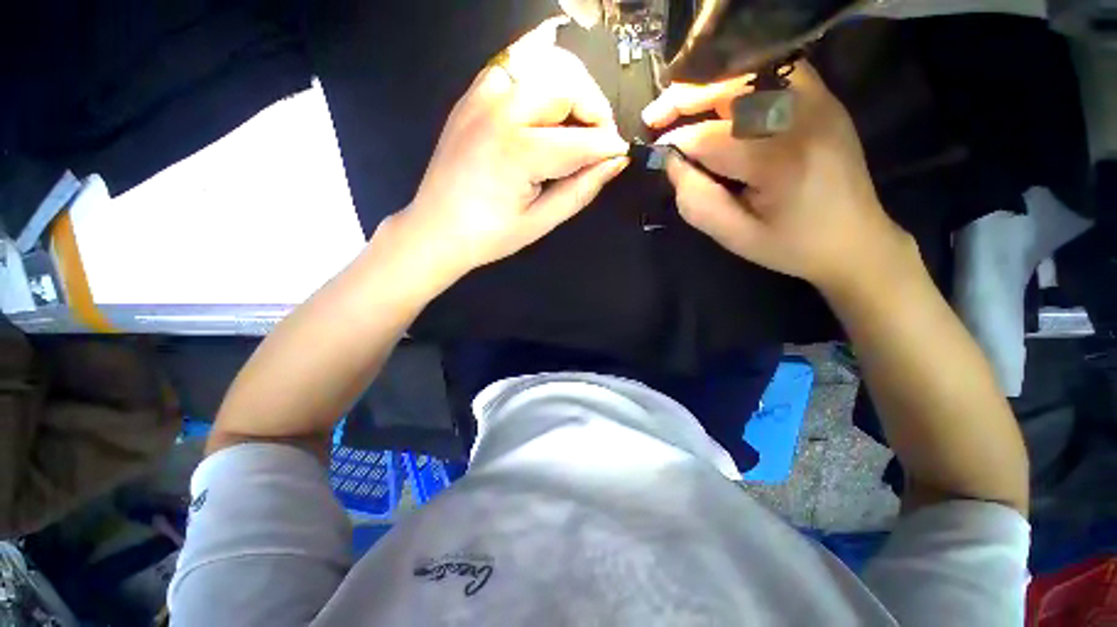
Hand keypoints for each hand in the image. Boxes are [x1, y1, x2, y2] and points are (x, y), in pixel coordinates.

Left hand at [389, 17, 629, 280]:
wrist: (436, 229)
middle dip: (595, 109)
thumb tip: (613, 163)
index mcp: (517, 153)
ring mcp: (482, 98)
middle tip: (599, 140)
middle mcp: (500, 113)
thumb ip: (580, 190)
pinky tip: (545, 106)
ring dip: (571, 88)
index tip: (619, 155)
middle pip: (566, 85)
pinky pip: (514, 67)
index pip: (581, 140)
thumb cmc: (489, 236)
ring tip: (575, 123)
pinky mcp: (472, 96)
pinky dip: (539, 76)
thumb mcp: (540, 222)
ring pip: (544, 65)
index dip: (608, 147)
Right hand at [645, 62, 912, 292]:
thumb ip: (697, 201)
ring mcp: (818, 103)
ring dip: (710, 86)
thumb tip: (672, 163)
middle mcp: (802, 119)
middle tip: (654, 115)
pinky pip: (774, 74)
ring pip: (752, 73)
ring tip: (680, 103)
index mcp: (780, 161)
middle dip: (686, 98)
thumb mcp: (735, 236)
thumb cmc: (792, 246)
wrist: (856, 240)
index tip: (655, 153)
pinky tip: (720, 101)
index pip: (710, 138)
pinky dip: (740, 82)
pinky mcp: (823, 101)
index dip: (676, 143)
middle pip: (732, 89)